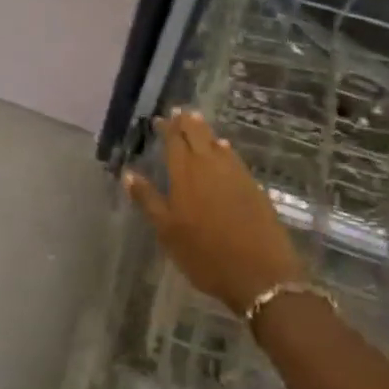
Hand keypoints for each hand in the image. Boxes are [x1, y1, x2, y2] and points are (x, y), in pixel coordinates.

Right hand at [124, 109, 303, 314]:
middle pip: (198, 135)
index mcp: (185, 173)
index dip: (167, 127)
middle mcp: (210, 166)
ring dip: (206, 132)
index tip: (160, 119)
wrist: (260, 275)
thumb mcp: (167, 231)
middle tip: (180, 112)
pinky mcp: (254, 187)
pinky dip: (225, 150)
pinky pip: (234, 158)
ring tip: (198, 123)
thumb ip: (147, 199)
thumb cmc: (205, 254)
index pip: (175, 140)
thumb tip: (128, 173)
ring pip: (217, 144)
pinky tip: (224, 150)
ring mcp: (236, 175)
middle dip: (187, 122)